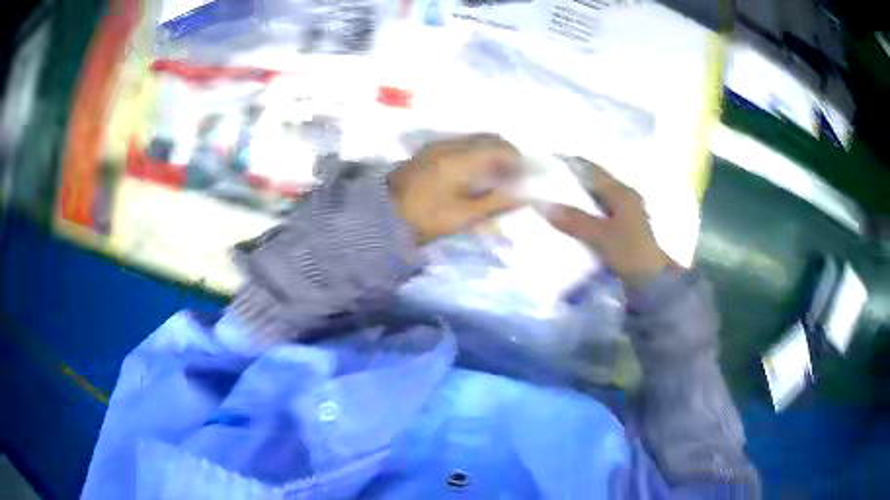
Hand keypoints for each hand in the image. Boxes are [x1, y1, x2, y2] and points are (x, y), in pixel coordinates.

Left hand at [389, 134, 523, 244]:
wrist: (381, 216)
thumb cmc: (426, 218)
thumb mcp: (464, 216)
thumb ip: (497, 202)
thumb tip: (524, 195)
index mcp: (462, 157)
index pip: (502, 148)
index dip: (517, 162)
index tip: (521, 181)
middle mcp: (451, 143)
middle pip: (490, 138)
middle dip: (506, 155)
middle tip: (510, 179)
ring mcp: (438, 144)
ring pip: (475, 140)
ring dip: (490, 154)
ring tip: (493, 179)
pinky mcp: (429, 151)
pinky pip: (461, 144)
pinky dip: (474, 155)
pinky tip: (472, 175)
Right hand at [541, 157, 672, 288]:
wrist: (654, 284)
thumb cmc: (632, 253)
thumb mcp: (602, 236)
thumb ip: (576, 221)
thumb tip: (545, 205)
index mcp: (622, 193)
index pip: (592, 170)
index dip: (571, 163)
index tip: (547, 160)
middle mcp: (623, 199)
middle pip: (592, 184)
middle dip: (570, 183)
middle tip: (543, 183)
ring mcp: (623, 217)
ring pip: (593, 201)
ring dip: (575, 201)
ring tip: (550, 202)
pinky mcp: (621, 234)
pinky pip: (595, 218)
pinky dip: (581, 218)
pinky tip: (567, 223)